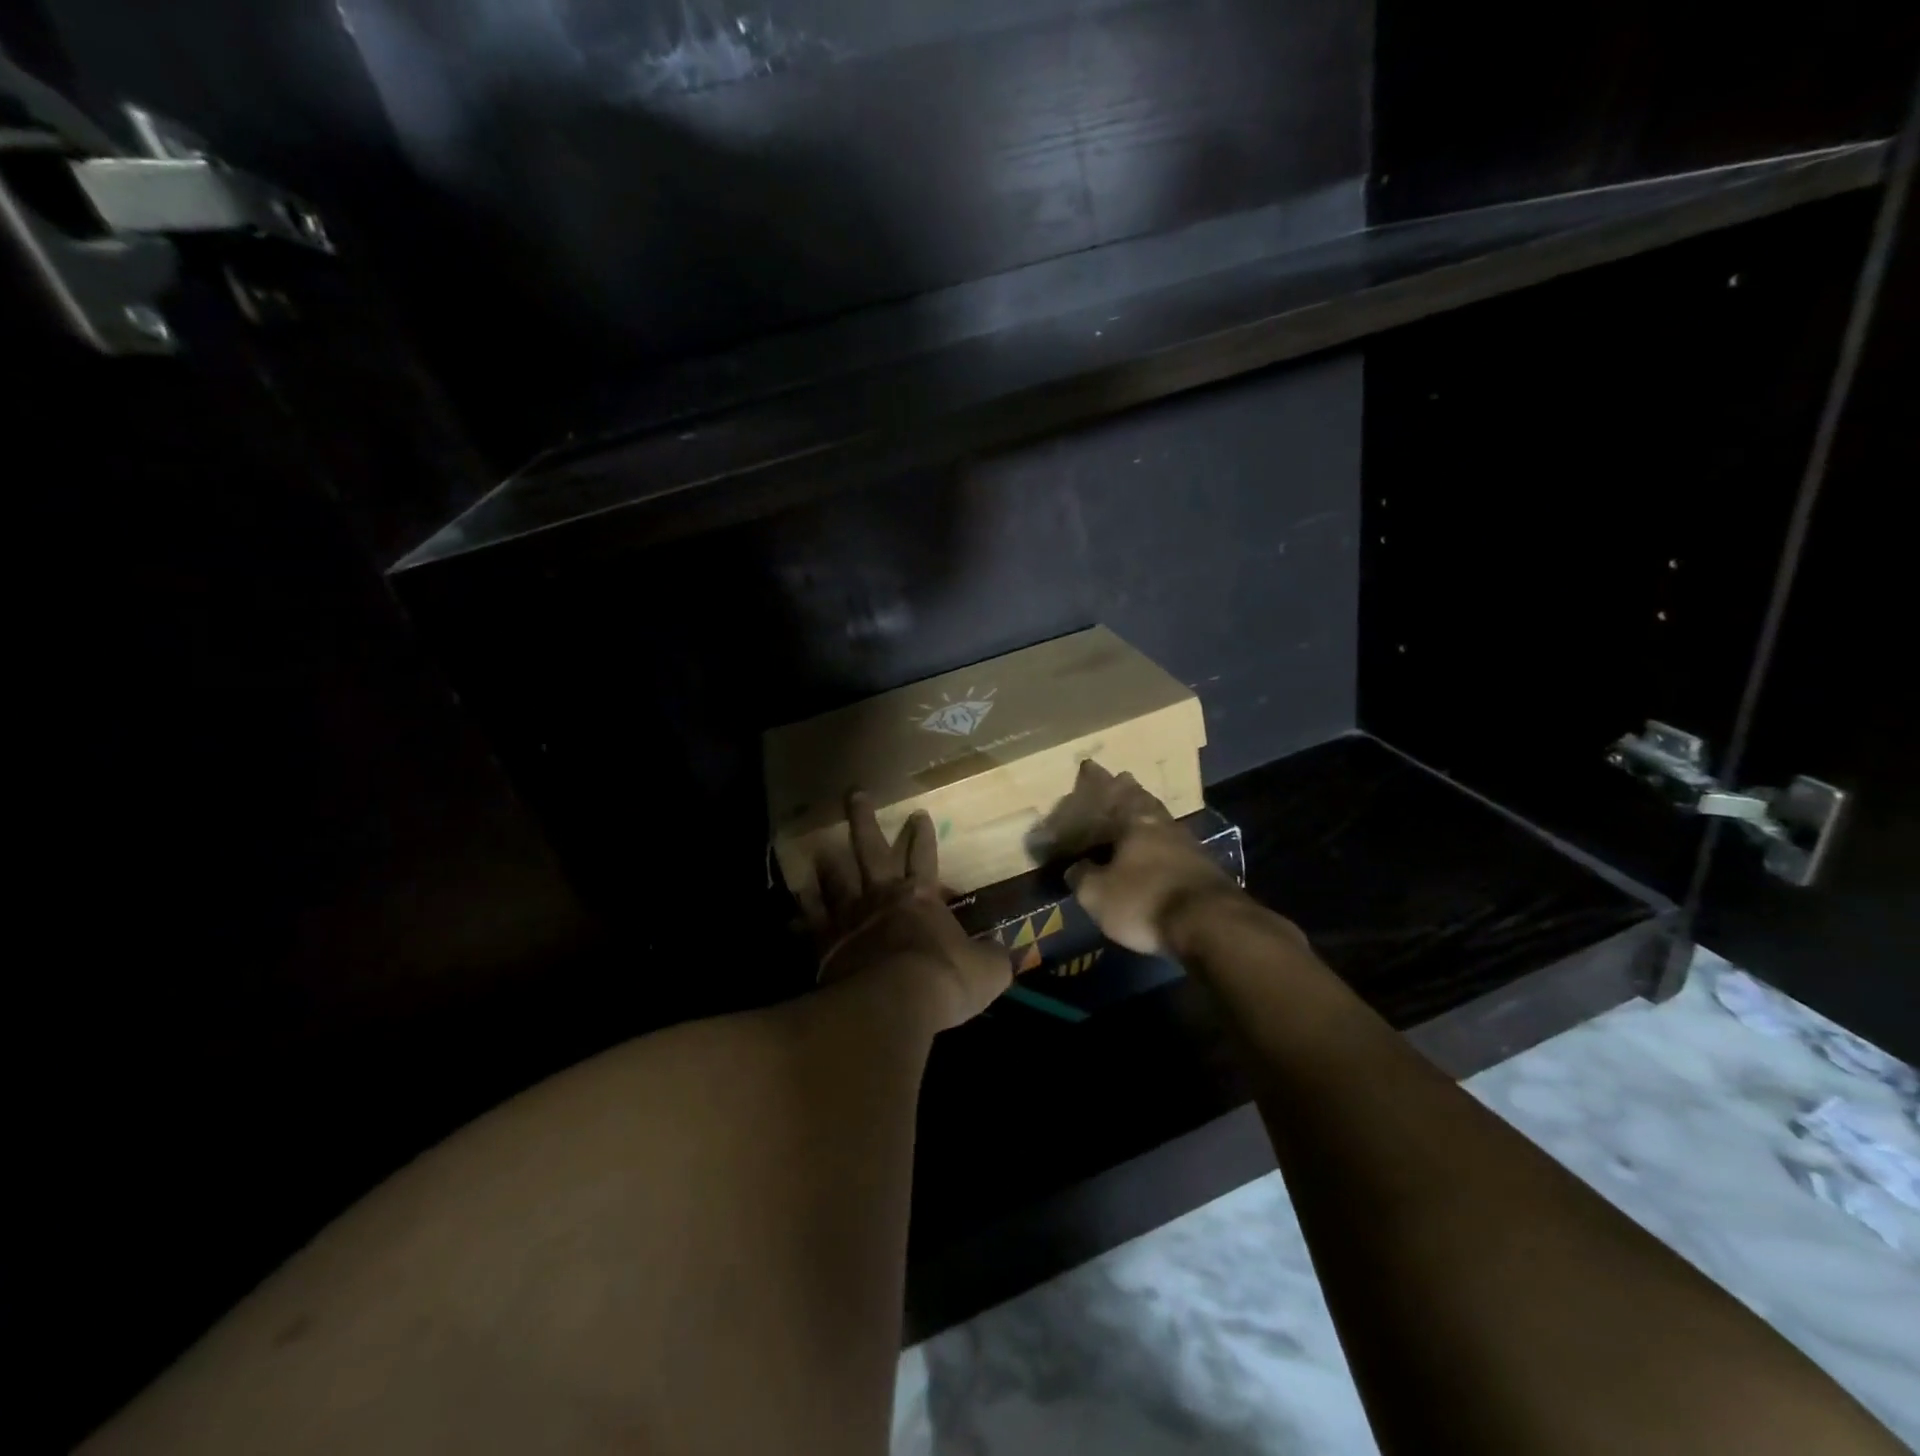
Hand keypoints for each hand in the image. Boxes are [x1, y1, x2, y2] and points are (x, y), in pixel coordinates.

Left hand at [804, 792, 1011, 1031]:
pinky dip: (801, 917)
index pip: (924, 857)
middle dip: (864, 820)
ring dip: (829, 864)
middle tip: (854, 793)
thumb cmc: (946, 980)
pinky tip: (790, 915)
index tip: (918, 814)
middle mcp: (882, 897)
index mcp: (921, 897)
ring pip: (835, 880)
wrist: (895, 1001)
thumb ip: (992, 958)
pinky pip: (808, 924)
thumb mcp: (987, 971)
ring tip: (820, 849)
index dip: (923, 837)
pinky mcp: (824, 942)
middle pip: (871, 849)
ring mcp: (849, 917)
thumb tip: (1003, 954)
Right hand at [1036, 760, 1245, 955]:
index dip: (1098, 780)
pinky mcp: (1205, 870)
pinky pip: (1175, 848)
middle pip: (1144, 801)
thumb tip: (1076, 867)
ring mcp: (1190, 846)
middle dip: (1130, 791)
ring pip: (1162, 822)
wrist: (1210, 925)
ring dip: (1149, 817)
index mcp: (1135, 821)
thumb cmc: (1144, 900)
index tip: (1089, 765)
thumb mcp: (1097, 894)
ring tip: (1136, 818)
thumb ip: (1082, 876)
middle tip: (1119, 781)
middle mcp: (1164, 825)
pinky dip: (1162, 846)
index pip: (1113, 791)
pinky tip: (1158, 853)